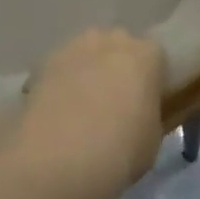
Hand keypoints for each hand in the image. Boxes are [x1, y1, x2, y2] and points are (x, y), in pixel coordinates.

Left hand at [4, 28, 166, 198]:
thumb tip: (140, 112)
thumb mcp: (152, 139)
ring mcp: (74, 46)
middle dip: (118, 68)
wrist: (57, 158)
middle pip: (119, 47)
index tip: (146, 103)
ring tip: (81, 107)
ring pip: (87, 53)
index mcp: (146, 55)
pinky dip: (61, 82)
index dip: (151, 80)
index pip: (156, 58)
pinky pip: (61, 68)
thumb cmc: (119, 151)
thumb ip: (149, 113)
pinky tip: (57, 112)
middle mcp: (112, 40)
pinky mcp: (43, 61)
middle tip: (114, 103)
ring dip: (88, 71)